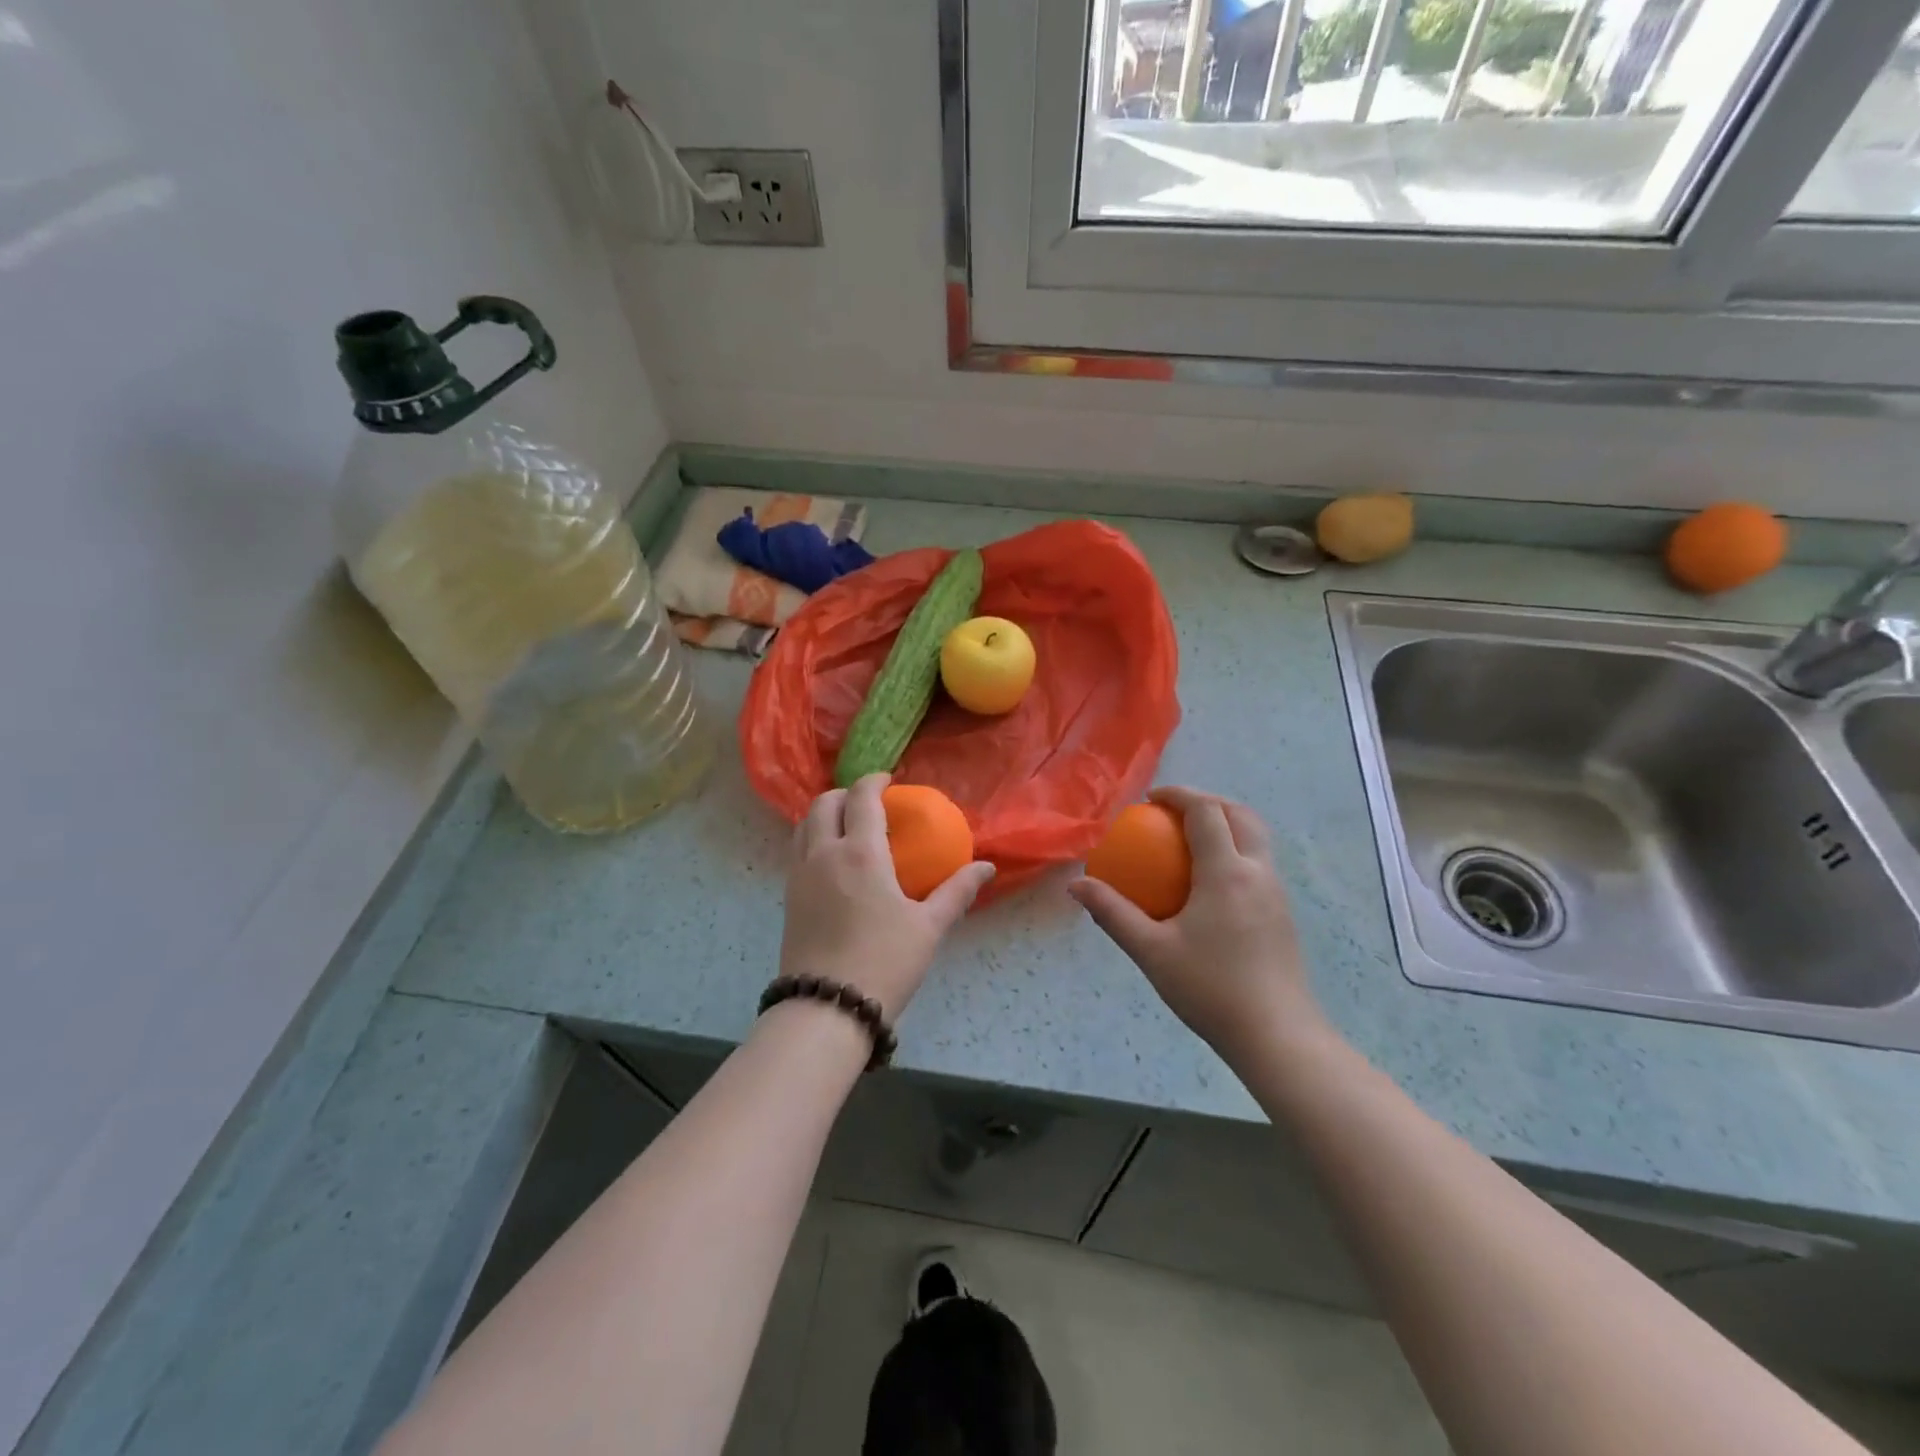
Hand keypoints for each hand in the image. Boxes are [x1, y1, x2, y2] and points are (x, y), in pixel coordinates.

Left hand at [780, 773, 994, 1021]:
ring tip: (846, 826)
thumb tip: (987, 867)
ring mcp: (799, 876)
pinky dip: (812, 839)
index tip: (888, 780)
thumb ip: (957, 891)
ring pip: (803, 826)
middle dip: (845, 793)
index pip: (861, 798)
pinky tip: (832, 862)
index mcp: (860, 853)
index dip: (874, 781)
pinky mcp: (788, 898)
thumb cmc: (884, 962)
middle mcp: (823, 854)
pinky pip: (796, 851)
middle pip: (823, 804)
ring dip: (824, 814)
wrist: (827, 1008)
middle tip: (867, 802)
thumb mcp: (928, 927)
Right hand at [1070, 787, 1328, 1064]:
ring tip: (1190, 841)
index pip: (1206, 812)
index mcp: (1226, 872)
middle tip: (1173, 812)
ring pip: (1256, 838)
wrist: (1277, 1036)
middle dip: (1208, 802)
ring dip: (1225, 825)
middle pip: (1240, 815)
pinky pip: (1259, 864)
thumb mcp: (1151, 951)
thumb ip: (1113, 914)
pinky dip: (1234, 852)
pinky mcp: (1283, 915)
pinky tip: (1209, 885)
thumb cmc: (1210, 988)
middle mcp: (1258, 872)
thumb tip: (1076, 885)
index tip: (1150, 800)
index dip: (1179, 796)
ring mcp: (1276, 894)